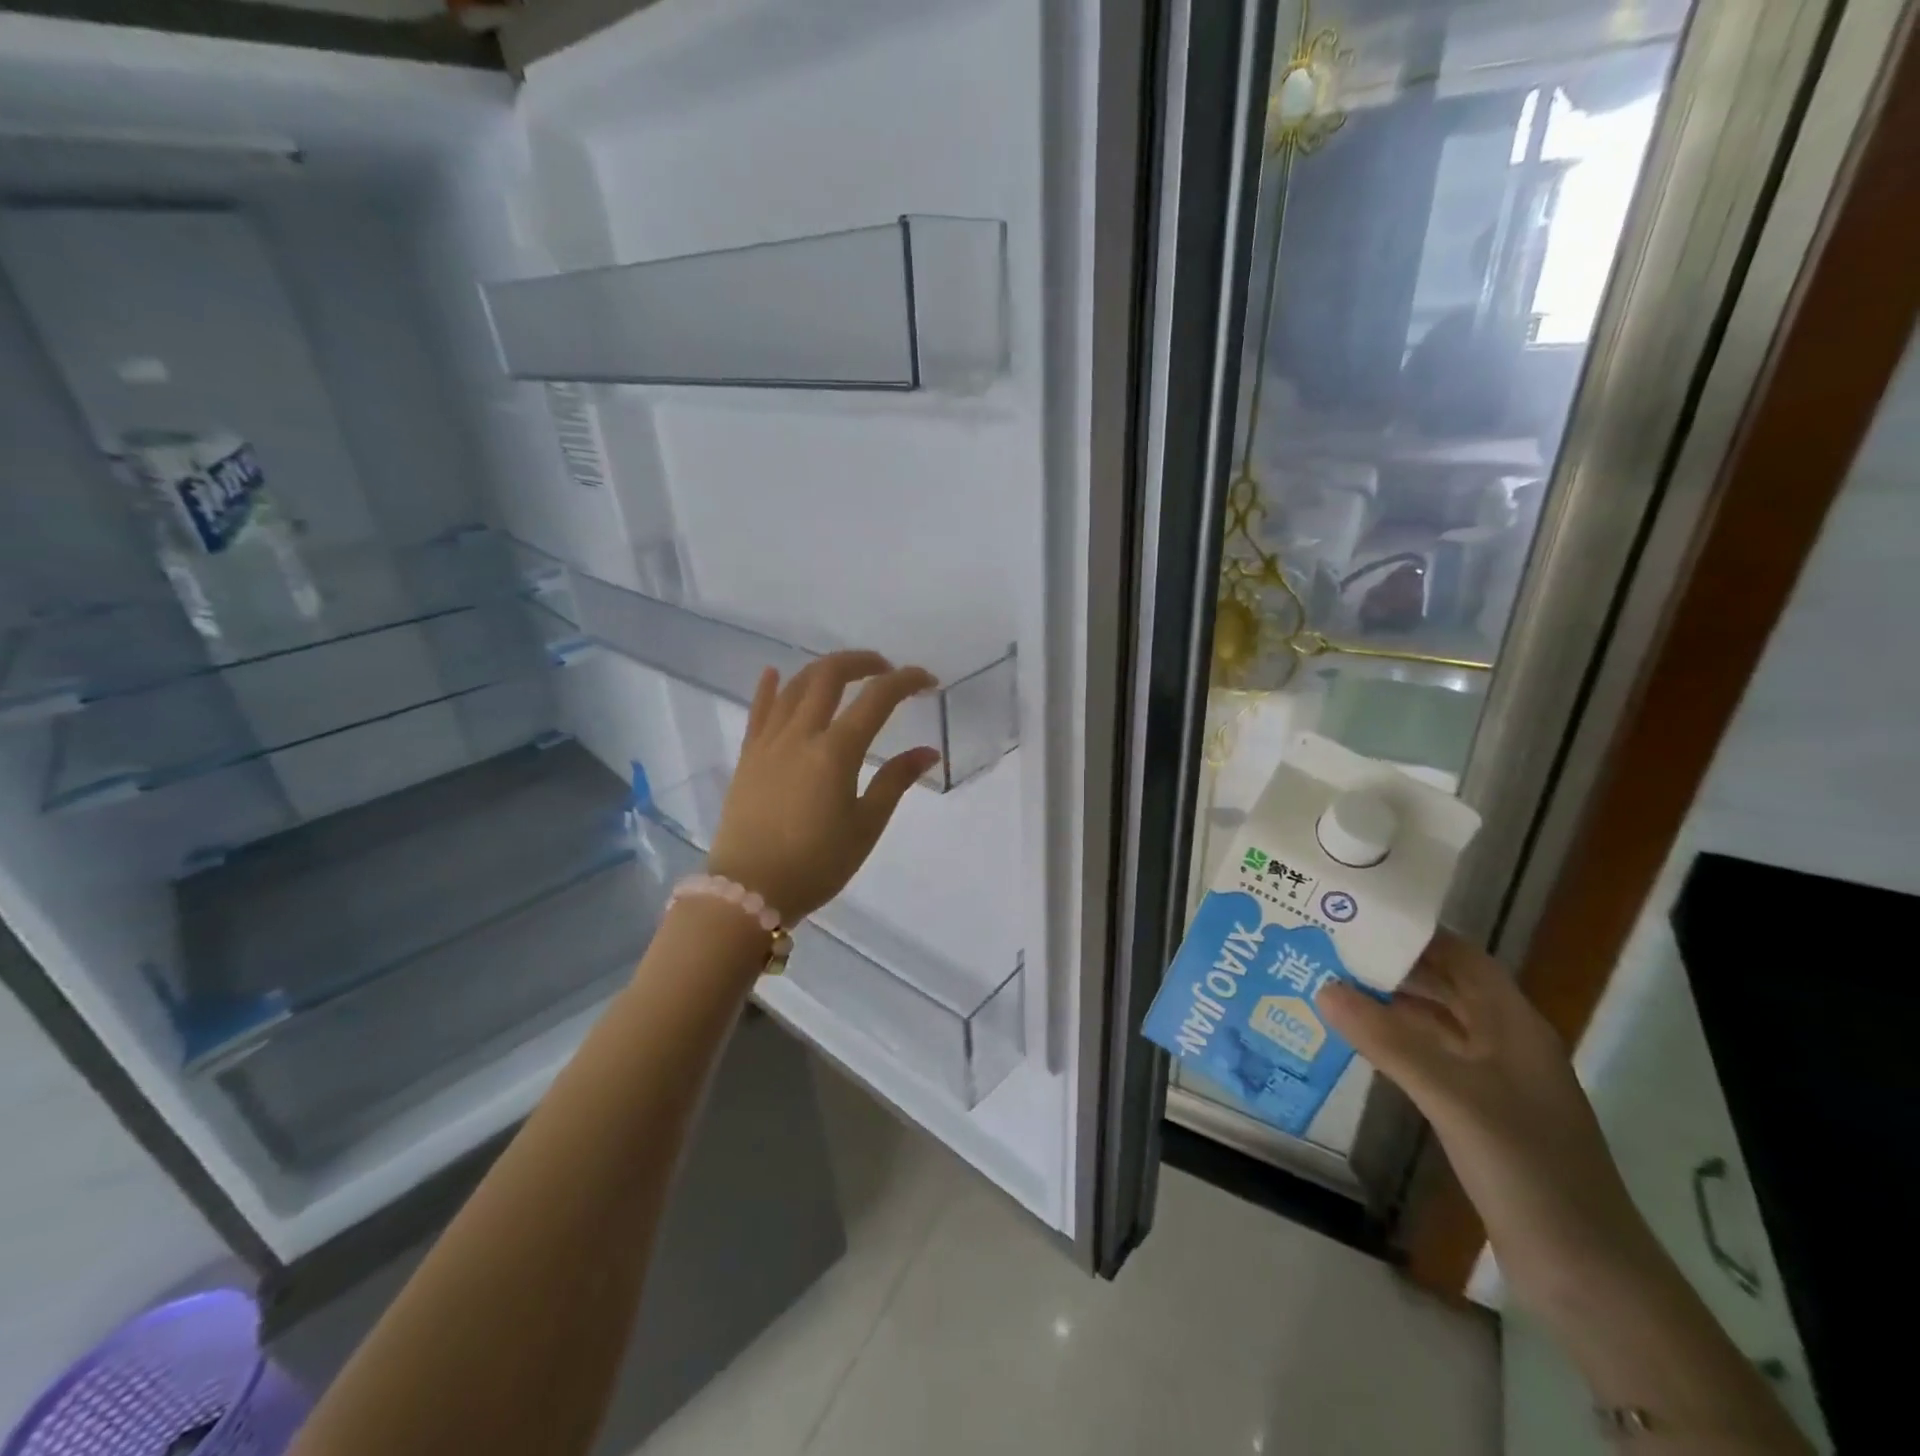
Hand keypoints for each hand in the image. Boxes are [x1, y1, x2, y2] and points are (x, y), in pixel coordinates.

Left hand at [706, 651, 940, 922]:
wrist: (748, 891)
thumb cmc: (816, 864)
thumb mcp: (865, 827)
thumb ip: (895, 781)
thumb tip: (927, 751)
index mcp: (835, 752)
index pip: (877, 699)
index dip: (906, 682)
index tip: (928, 682)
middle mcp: (800, 734)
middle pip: (830, 676)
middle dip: (863, 662)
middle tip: (886, 670)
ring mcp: (768, 742)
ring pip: (795, 685)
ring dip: (824, 670)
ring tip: (845, 674)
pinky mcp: (747, 755)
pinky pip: (758, 709)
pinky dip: (769, 687)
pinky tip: (774, 673)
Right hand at [1318, 931, 1660, 1310]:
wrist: (1588, 1276)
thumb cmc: (1529, 1169)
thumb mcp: (1454, 1097)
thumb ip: (1388, 1041)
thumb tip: (1323, 987)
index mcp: (1514, 1025)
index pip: (1461, 957)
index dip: (1414, 931)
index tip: (1356, 913)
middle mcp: (1504, 1043)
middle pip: (1444, 986)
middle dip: (1391, 965)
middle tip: (1328, 945)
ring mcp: (1493, 1081)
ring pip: (1434, 1024)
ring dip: (1388, 1005)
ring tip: (1328, 983)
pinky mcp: (1479, 1115)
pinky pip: (1429, 1061)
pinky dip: (1393, 1045)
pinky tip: (1355, 1042)